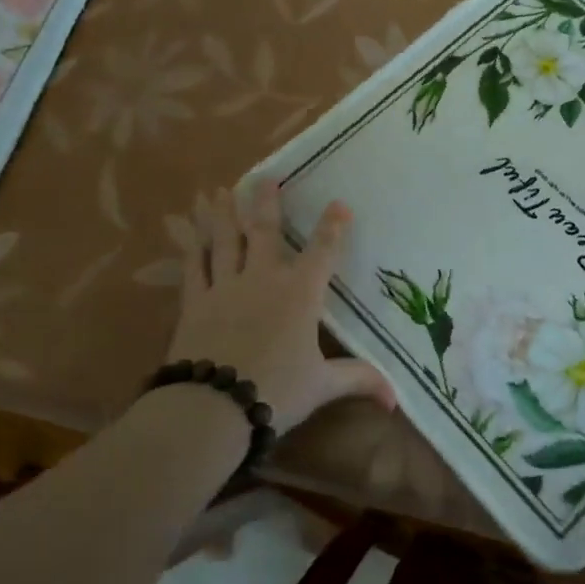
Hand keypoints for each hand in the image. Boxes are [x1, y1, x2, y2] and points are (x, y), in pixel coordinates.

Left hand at [164, 182, 394, 432]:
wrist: (213, 406)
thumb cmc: (276, 391)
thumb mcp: (322, 386)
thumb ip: (358, 380)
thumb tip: (396, 398)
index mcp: (300, 294)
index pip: (322, 252)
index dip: (333, 227)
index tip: (339, 204)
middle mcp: (263, 279)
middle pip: (265, 232)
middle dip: (266, 203)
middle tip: (265, 177)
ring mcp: (226, 287)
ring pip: (225, 240)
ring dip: (223, 214)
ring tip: (219, 191)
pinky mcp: (195, 302)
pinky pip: (195, 266)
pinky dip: (192, 246)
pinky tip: (188, 231)